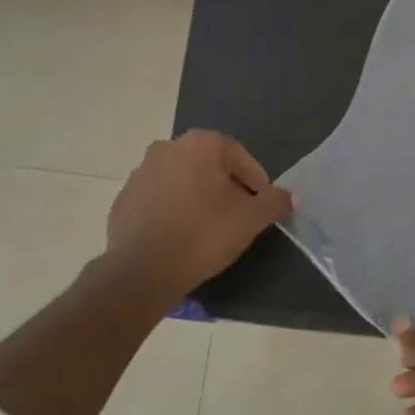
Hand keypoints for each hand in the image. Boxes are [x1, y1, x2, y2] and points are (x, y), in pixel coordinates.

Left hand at [106, 131, 292, 303]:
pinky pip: (158, 199)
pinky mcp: (124, 198)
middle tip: (238, 215)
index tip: (261, 204)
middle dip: (225, 187)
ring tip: (208, 227)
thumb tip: (291, 196)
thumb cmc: (203, 235)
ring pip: (181, 181)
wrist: (143, 269)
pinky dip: (172, 210)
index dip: (255, 180)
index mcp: (200, 145)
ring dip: (197, 197)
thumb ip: (274, 202)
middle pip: (208, 166)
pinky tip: (180, 235)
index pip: (238, 156)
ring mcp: (140, 172)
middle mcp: (167, 148)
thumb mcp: (250, 220)